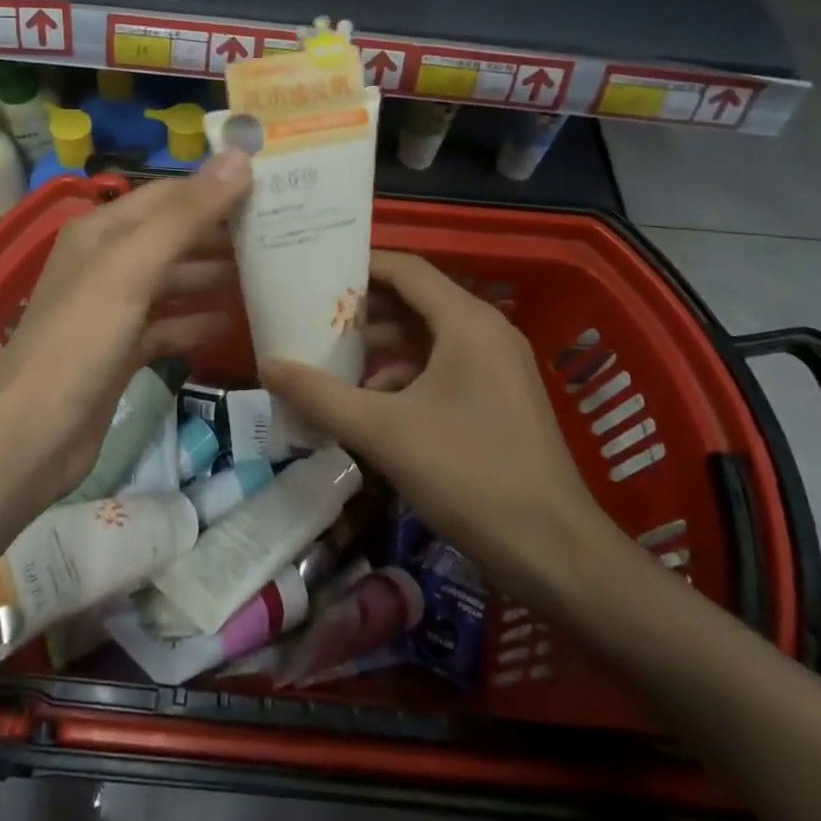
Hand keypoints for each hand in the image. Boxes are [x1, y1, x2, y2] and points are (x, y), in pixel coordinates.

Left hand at [0, 154, 252, 504]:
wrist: (32, 434)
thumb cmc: (81, 338)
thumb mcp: (133, 266)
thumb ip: (186, 214)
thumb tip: (239, 156)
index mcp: (103, 231)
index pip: (169, 195)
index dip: (216, 188)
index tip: (272, 190)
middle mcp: (107, 262)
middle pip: (174, 236)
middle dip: (222, 235)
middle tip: (283, 235)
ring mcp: (113, 309)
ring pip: (173, 281)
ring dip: (215, 277)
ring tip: (270, 274)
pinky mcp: (121, 351)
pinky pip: (168, 325)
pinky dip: (198, 322)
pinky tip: (235, 324)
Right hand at [263, 251, 623, 599]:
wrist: (554, 553)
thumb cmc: (469, 475)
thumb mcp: (383, 433)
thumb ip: (320, 396)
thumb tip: (266, 366)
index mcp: (467, 321)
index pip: (406, 269)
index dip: (359, 266)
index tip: (313, 274)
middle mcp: (486, 332)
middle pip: (415, 301)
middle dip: (363, 311)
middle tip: (311, 319)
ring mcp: (497, 366)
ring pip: (428, 338)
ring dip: (381, 347)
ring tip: (330, 362)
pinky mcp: (498, 399)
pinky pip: (443, 367)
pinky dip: (405, 375)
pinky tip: (370, 403)